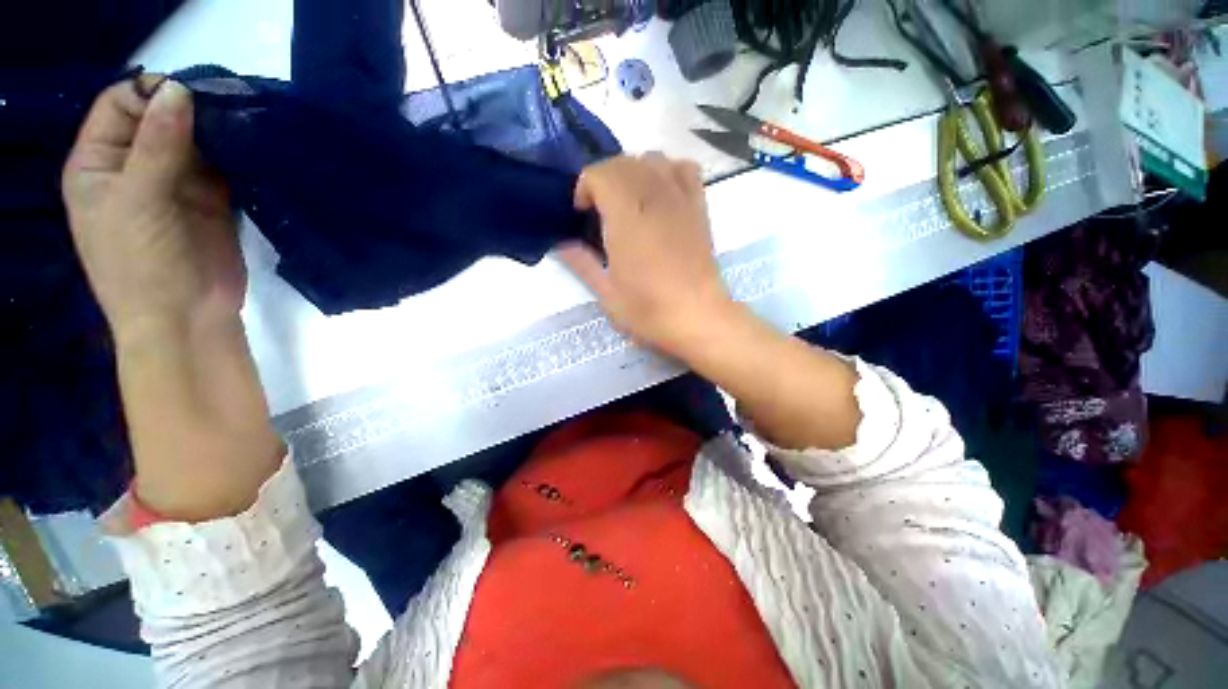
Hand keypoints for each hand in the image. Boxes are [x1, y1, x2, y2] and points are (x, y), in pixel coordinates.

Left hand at [62, 77, 243, 341]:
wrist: (188, 319)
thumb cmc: (141, 266)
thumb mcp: (138, 202)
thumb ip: (157, 146)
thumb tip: (179, 90)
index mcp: (98, 163)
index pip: (119, 104)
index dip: (150, 93)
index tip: (189, 95)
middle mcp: (134, 166)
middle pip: (160, 118)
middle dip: (190, 109)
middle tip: (227, 105)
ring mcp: (174, 183)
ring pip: (194, 140)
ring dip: (217, 132)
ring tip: (246, 124)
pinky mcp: (211, 200)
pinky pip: (222, 167)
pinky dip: (236, 156)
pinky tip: (253, 149)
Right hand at [559, 153, 735, 354]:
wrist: (699, 318)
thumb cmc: (651, 312)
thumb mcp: (607, 294)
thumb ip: (582, 263)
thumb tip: (562, 244)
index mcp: (627, 219)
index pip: (601, 174)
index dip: (585, 187)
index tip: (582, 213)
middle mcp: (654, 199)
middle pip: (623, 162)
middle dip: (604, 180)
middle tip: (600, 211)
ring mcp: (680, 200)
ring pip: (652, 159)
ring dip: (632, 172)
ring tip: (628, 202)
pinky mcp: (699, 207)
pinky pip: (683, 168)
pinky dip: (667, 172)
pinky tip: (661, 194)